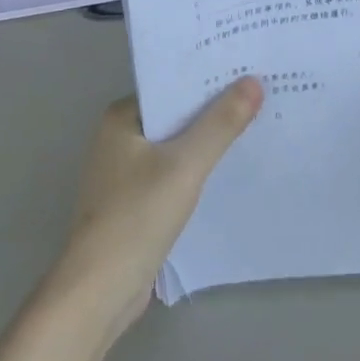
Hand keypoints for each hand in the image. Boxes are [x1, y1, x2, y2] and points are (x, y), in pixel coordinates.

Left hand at [54, 81, 262, 337]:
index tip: (246, 69)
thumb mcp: (186, 165)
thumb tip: (253, 81)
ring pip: (175, 145)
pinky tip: (228, 169)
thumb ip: (220, 124)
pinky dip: (196, 169)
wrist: (99, 292)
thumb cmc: (136, 217)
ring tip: (253, 125)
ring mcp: (124, 173)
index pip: (171, 85)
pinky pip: (172, 173)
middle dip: (212, 109)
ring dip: (206, 141)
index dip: (208, 78)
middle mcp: (118, 138)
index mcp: (121, 118)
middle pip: (174, 114)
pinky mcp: (133, 203)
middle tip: (260, 94)